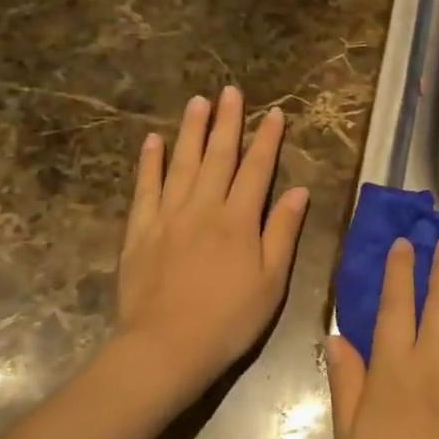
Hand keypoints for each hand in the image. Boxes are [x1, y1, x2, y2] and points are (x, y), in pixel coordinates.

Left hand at [110, 87, 309, 406]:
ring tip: (197, 102)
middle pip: (218, 156)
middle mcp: (204, 207)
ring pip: (182, 163)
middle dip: (227, 122)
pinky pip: (145, 188)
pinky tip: (153, 141)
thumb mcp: (271, 281)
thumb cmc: (229, 319)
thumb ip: (282, 232)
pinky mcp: (140, 230)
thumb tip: (298, 191)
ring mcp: (168, 216)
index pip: (257, 169)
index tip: (274, 113)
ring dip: (191, 131)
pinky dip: (150, 163)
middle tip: (229, 90)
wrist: (166, 348)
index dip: (267, 139)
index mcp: (239, 220)